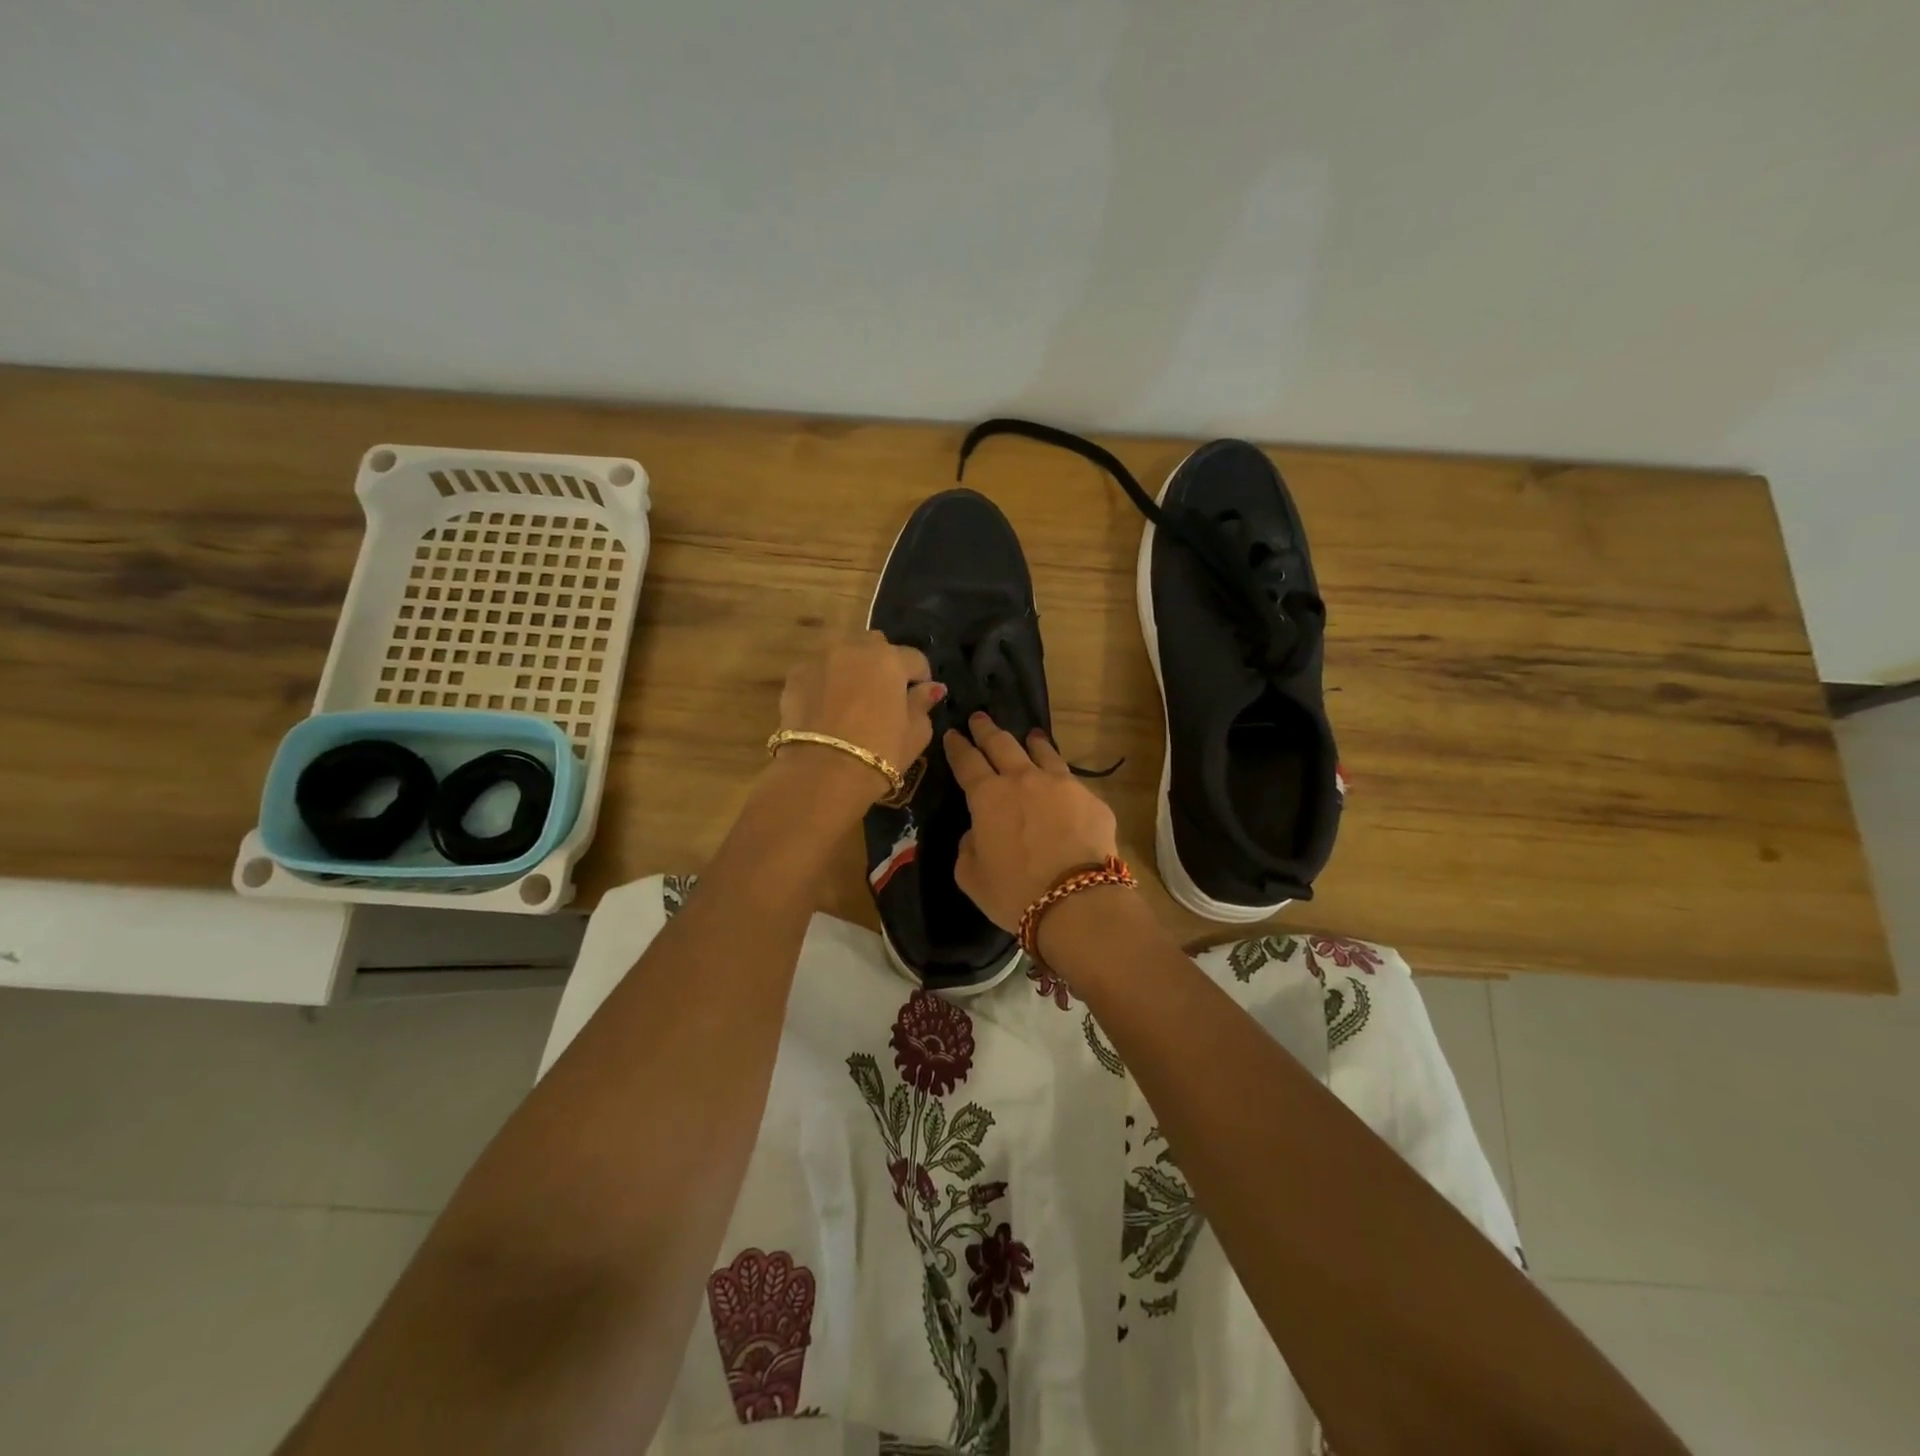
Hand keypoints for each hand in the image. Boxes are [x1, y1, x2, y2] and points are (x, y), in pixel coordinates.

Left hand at [776, 633, 945, 802]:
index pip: (915, 659)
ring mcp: (821, 659)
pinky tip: (826, 708)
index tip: (918, 697)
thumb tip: (931, 688)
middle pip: (875, 646)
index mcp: (890, 660)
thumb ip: (923, 704)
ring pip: (843, 654)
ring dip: (852, 668)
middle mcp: (854, 649)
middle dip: (883, 663)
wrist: (823, 772)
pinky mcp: (795, 676)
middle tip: (883, 694)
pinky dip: (825, 682)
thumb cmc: (880, 753)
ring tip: (851, 699)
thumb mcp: (916, 733)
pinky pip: (818, 671)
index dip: (921, 677)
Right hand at [946, 713, 1119, 929]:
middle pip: (1002, 744)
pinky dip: (1061, 777)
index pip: (966, 761)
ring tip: (1030, 736)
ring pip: (1042, 752)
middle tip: (979, 718)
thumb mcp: (971, 875)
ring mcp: (1061, 784)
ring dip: (1032, 742)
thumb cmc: (1014, 891)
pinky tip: (1063, 784)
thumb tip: (977, 832)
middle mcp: (1023, 779)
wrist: (1076, 900)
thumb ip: (968, 847)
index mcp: (987, 796)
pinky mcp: (1091, 799)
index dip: (957, 746)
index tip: (952, 734)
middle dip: (987, 729)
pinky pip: (1071, 781)